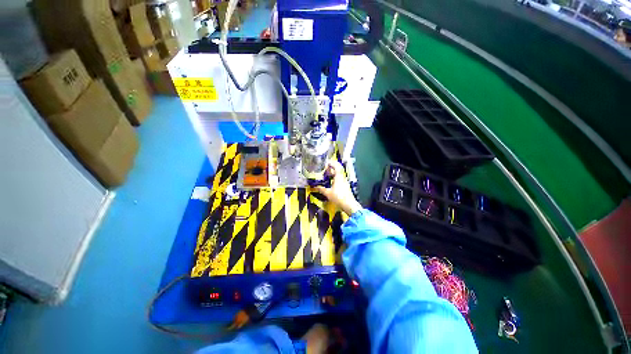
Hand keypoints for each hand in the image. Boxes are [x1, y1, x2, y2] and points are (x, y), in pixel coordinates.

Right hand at [313, 160, 361, 215]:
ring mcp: (345, 182)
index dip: (331, 163)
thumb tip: (315, 187)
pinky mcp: (346, 187)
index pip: (336, 166)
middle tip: (325, 170)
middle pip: (338, 170)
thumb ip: (321, 189)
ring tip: (327, 176)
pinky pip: (340, 180)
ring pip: (339, 175)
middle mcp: (342, 178)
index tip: (326, 163)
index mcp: (339, 177)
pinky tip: (331, 183)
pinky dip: (335, 179)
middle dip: (331, 169)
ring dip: (333, 174)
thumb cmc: (338, 197)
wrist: (349, 205)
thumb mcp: (328, 193)